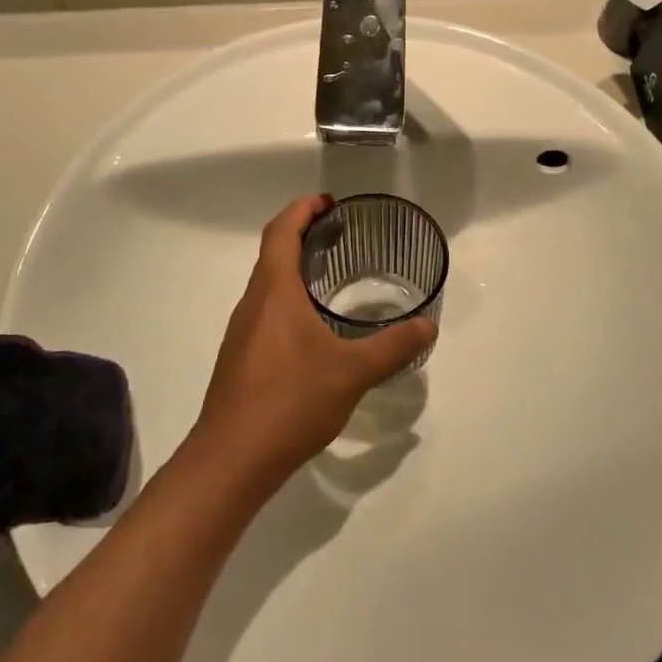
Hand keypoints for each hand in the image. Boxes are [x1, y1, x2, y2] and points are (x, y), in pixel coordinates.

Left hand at [190, 196, 434, 492]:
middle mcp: (252, 304)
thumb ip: (392, 346)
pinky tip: (313, 329)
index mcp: (274, 292)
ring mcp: (242, 333)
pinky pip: (265, 312)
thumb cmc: (290, 401)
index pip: (280, 231)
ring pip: (267, 285)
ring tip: (331, 276)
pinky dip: (288, 300)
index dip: (302, 209)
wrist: (232, 459)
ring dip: (294, 269)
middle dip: (302, 235)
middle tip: (340, 234)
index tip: (329, 202)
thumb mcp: (352, 372)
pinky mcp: (240, 359)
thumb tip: (428, 325)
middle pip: (272, 253)